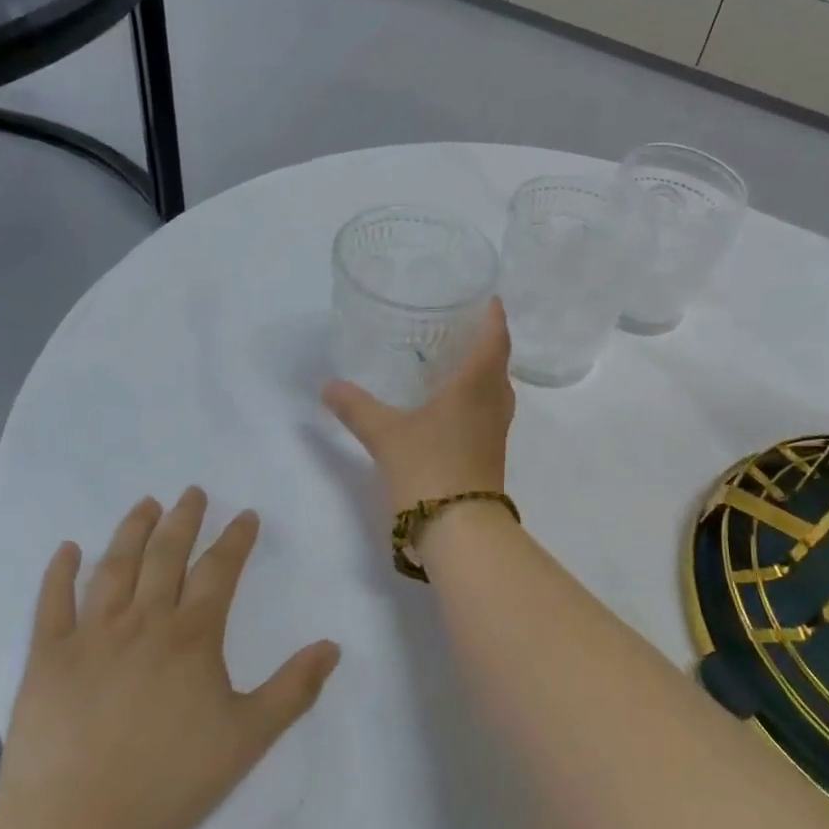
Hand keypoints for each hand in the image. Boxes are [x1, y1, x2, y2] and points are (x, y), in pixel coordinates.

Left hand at [0, 490, 340, 828]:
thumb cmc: (168, 783)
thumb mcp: (247, 739)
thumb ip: (293, 689)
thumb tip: (333, 645)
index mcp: (192, 636)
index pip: (220, 570)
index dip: (236, 538)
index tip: (246, 515)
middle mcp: (143, 622)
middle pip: (166, 556)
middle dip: (183, 519)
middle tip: (192, 491)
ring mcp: (90, 637)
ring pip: (115, 568)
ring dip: (132, 530)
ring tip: (145, 504)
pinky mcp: (46, 661)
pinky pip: (51, 605)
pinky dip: (59, 573)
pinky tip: (66, 549)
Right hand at [323, 298, 514, 512]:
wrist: (460, 530)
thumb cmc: (429, 468)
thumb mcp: (386, 434)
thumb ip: (357, 407)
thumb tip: (328, 386)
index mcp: (477, 386)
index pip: (496, 340)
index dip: (495, 317)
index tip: (490, 298)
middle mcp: (494, 403)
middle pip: (499, 363)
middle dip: (488, 341)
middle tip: (464, 325)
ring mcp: (496, 431)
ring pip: (496, 390)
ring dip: (484, 371)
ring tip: (456, 360)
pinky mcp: (491, 453)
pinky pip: (489, 411)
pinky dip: (477, 397)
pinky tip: (451, 404)